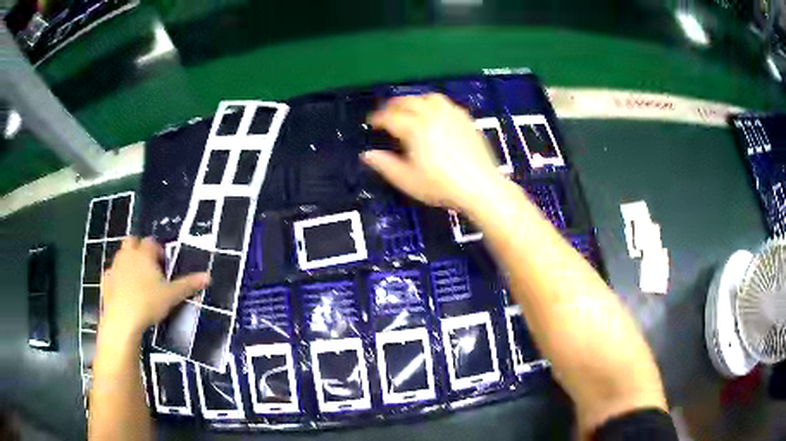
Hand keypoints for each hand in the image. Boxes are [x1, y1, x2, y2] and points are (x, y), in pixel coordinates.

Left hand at [100, 237, 208, 336]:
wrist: (122, 320)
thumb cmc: (148, 303)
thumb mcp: (172, 296)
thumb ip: (188, 285)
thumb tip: (208, 276)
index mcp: (144, 254)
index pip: (151, 242)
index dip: (158, 250)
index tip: (163, 263)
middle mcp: (127, 255)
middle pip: (132, 241)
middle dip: (139, 248)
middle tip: (148, 265)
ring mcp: (115, 267)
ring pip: (121, 255)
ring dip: (128, 261)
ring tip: (136, 279)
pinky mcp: (106, 281)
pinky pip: (111, 273)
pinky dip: (117, 277)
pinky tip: (122, 290)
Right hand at [362, 93, 503, 211]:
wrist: (480, 187)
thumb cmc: (441, 186)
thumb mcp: (407, 180)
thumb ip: (385, 165)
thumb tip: (366, 154)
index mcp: (415, 128)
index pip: (390, 117)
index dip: (378, 118)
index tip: (371, 123)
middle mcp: (432, 114)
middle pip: (408, 101)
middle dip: (392, 106)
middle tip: (385, 114)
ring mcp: (451, 114)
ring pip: (428, 97)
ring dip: (414, 100)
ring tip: (409, 110)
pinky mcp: (465, 119)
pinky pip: (445, 103)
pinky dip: (433, 103)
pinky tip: (433, 114)